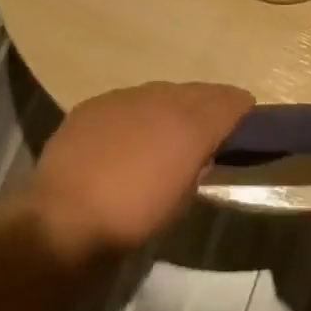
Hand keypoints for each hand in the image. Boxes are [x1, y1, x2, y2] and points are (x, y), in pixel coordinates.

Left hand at [31, 82, 253, 262]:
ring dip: (170, 106)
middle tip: (210, 123)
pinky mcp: (94, 104)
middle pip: (195, 91)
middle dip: (207, 103)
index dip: (240, 107)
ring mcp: (124, 98)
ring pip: (159, 92)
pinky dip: (136, 113)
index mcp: (191, 125)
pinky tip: (129, 134)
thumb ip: (196, 169)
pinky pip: (126, 101)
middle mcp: (161, 101)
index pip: (228, 101)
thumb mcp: (181, 201)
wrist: (64, 217)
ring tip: (168, 128)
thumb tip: (199, 154)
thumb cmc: (133, 219)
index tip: (246, 116)